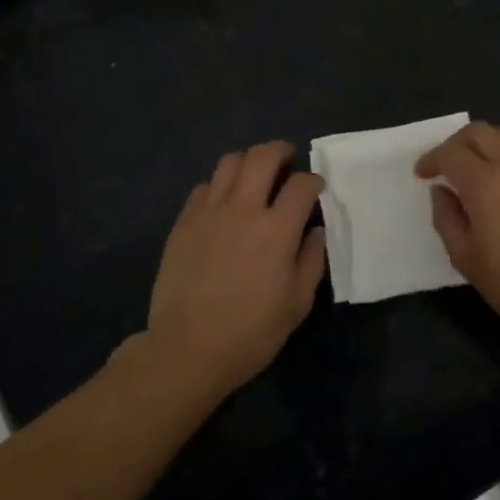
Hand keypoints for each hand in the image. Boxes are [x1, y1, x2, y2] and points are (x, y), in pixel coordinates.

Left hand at [144, 141, 327, 395]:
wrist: (187, 348)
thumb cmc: (250, 332)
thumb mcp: (297, 304)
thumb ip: (311, 260)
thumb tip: (316, 231)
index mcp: (276, 230)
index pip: (301, 185)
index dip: (314, 181)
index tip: (316, 189)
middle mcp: (242, 210)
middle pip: (262, 157)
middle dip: (280, 151)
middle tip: (288, 160)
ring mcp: (208, 213)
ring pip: (229, 163)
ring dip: (248, 161)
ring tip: (255, 175)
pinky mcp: (183, 222)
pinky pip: (203, 187)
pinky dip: (219, 186)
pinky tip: (224, 203)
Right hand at [416, 122, 499, 345]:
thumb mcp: (465, 258)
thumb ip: (446, 218)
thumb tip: (442, 192)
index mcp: (485, 183)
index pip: (450, 153)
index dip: (431, 159)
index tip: (423, 174)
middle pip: (480, 132)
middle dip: (456, 144)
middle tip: (447, 166)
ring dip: (487, 146)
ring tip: (480, 172)